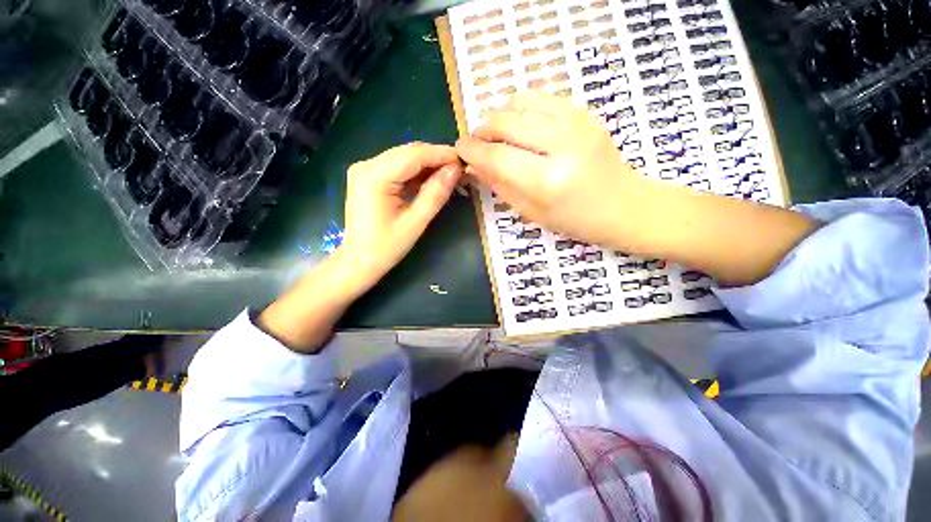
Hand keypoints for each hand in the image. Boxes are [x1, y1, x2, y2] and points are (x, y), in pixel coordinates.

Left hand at [259, 142, 461, 351]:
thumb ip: (436, 194)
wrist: (353, 269)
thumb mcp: (415, 224)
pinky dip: (419, 176)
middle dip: (438, 160)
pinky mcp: (370, 183)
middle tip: (462, 172)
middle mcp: (367, 166)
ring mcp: (367, 173)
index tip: (465, 161)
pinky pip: (400, 171)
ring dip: (430, 168)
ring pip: (406, 161)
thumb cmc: (383, 251)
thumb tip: (455, 171)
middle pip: (410, 153)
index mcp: (375, 175)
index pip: (415, 153)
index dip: (442, 154)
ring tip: (453, 179)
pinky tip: (434, 185)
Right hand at [458, 92, 817, 285]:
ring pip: (522, 102)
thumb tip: (474, 165)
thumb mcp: (531, 212)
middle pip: (506, 122)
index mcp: (547, 181)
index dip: (473, 150)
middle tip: (477, 142)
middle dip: (483, 129)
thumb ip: (500, 186)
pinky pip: (542, 97)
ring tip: (496, 132)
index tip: (460, 149)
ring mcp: (577, 123)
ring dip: (500, 114)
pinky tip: (519, 123)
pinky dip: (521, 106)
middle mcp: (562, 146)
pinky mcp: (585, 112)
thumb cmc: (575, 220)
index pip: (497, 157)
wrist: (624, 205)